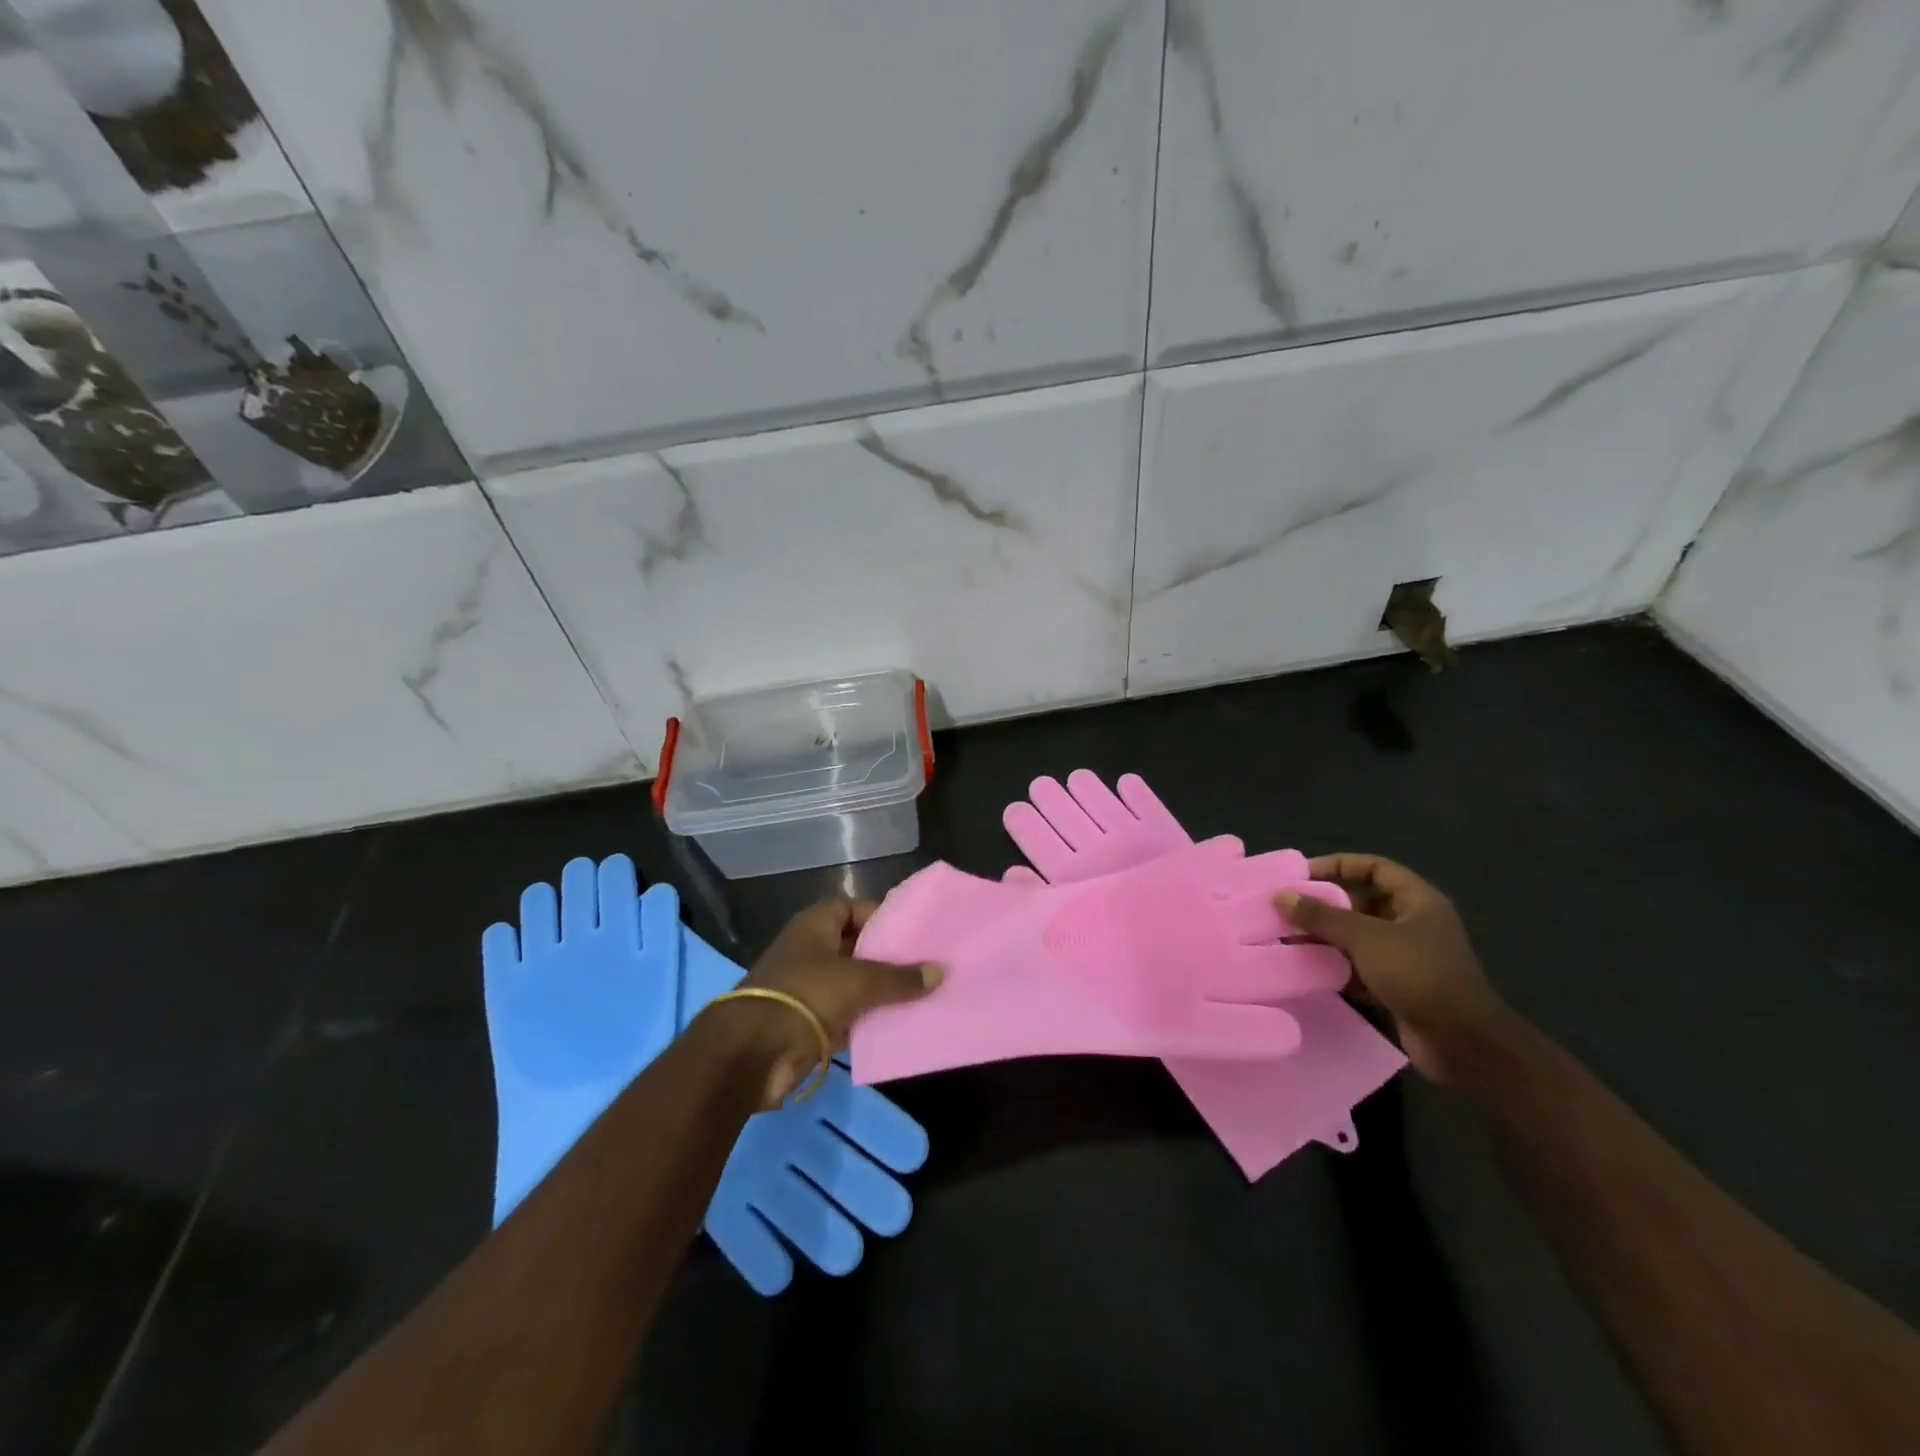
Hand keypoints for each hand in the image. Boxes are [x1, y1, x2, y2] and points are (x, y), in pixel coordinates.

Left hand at [719, 898, 941, 1106]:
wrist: (752, 1053)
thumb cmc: (806, 995)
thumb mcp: (859, 981)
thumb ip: (900, 977)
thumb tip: (939, 972)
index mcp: (815, 926)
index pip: (853, 909)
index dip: (881, 916)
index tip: (914, 930)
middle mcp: (811, 952)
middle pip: (856, 948)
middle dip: (889, 957)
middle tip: (928, 963)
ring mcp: (809, 989)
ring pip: (854, 985)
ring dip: (882, 992)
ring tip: (925, 994)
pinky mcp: (809, 1025)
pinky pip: (848, 1017)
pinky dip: (870, 1021)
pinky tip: (902, 1025)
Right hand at [1276, 854, 1508, 1084]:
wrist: (1463, 1044)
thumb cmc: (1419, 975)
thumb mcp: (1366, 938)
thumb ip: (1322, 915)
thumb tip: (1281, 895)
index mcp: (1418, 902)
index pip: (1375, 868)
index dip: (1339, 865)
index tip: (1303, 874)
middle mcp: (1414, 924)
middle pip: (1364, 902)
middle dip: (1326, 904)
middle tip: (1288, 908)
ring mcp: (1408, 957)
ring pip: (1359, 936)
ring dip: (1326, 936)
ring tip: (1288, 937)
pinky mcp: (1399, 987)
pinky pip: (1360, 967)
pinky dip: (1335, 965)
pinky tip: (1306, 968)